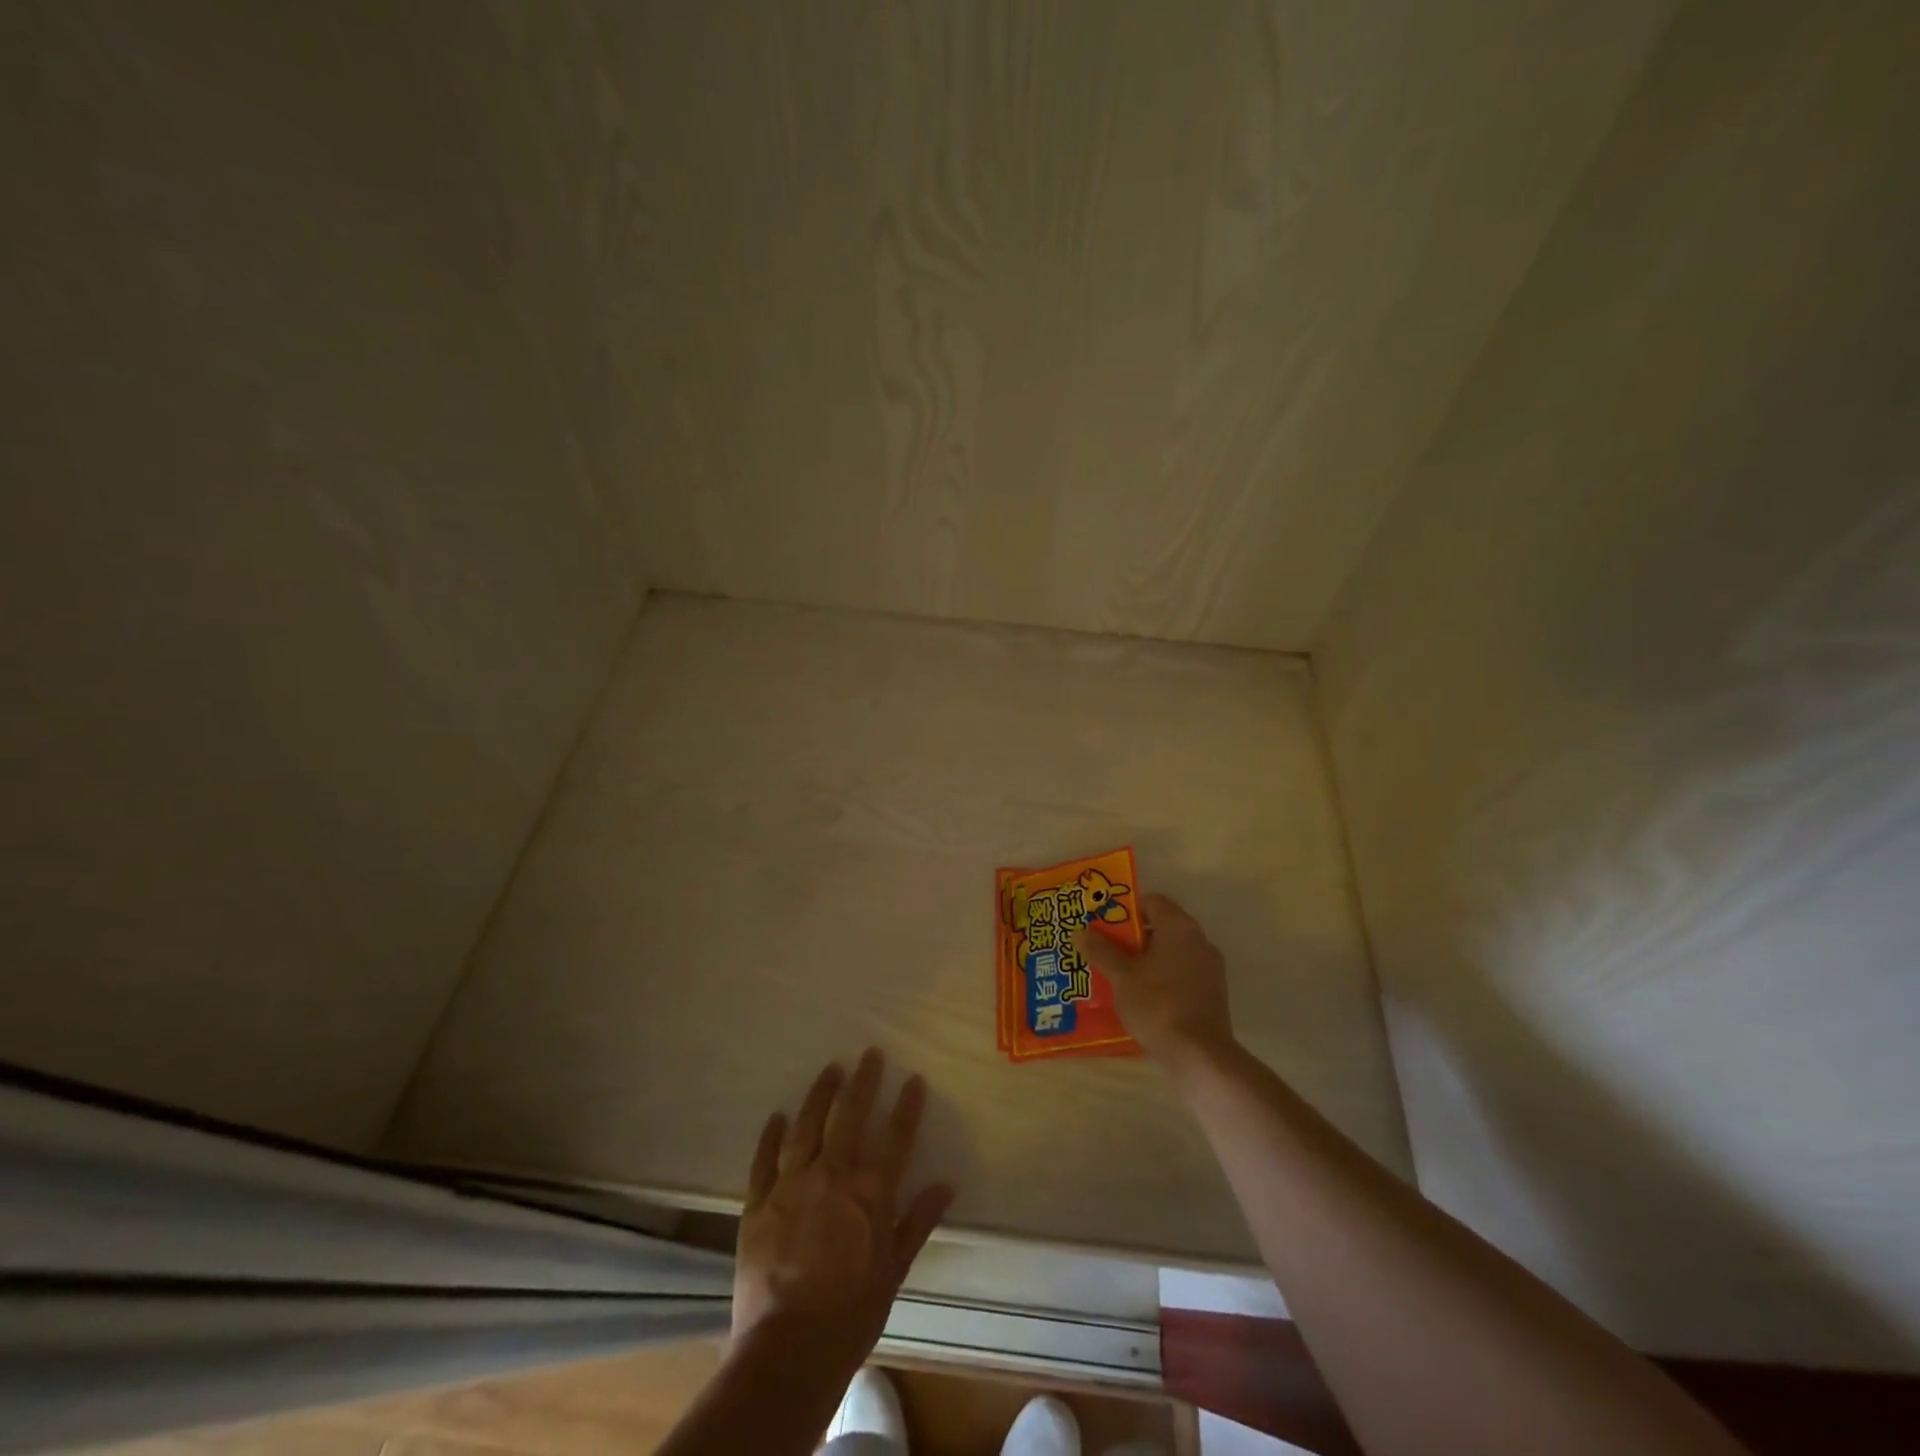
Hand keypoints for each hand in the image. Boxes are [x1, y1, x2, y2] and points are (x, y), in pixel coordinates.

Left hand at [731, 1049, 953, 1371]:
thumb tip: (946, 1185)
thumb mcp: (894, 1271)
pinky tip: (777, 1115)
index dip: (907, 1105)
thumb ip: (918, 1222)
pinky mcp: (758, 1202)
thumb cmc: (850, 1314)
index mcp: (869, 1192)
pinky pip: (764, 1159)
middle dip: (863, 1081)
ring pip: (807, 1125)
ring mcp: (791, 1184)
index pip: (895, 1136)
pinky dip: (771, 1135)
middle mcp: (831, 1175)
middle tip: (870, 1054)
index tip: (914, 1079)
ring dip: (820, 1094)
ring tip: (830, 1069)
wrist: (787, 1350)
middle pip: (849, 1115)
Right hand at [1074, 893, 1234, 1070]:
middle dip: (1133, 937)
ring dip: (1148, 959)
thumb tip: (1081, 931)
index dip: (1126, 910)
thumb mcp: (1121, 976)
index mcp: (1179, 927)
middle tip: (1106, 950)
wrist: (1199, 1055)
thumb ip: (1101, 950)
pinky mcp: (1214, 993)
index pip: (1152, 901)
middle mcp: (1200, 940)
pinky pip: (1183, 973)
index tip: (1105, 926)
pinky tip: (1143, 997)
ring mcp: (1210, 967)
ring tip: (1120, 976)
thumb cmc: (1157, 1005)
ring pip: (1172, 952)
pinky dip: (1163, 977)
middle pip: (1162, 926)